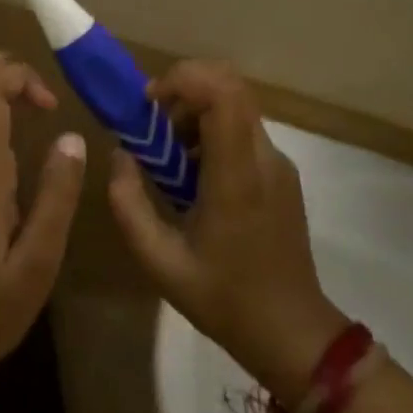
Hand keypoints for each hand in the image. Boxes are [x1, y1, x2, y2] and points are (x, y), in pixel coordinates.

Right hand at [106, 61, 346, 400]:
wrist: (292, 333)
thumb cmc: (225, 299)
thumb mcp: (160, 262)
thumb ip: (129, 204)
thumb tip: (120, 156)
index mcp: (237, 175)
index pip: (222, 92)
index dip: (183, 79)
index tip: (150, 102)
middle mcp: (263, 157)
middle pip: (229, 87)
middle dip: (184, 92)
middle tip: (155, 126)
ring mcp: (277, 163)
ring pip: (236, 106)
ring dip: (196, 113)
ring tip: (170, 158)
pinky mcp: (281, 174)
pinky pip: (243, 131)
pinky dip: (212, 133)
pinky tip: (194, 177)